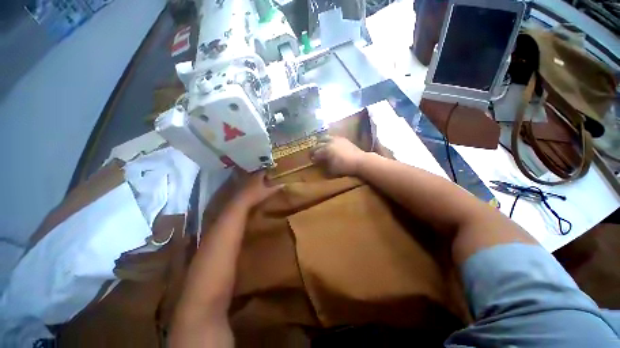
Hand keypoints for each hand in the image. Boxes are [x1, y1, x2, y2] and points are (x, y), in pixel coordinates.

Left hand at [234, 171, 283, 208]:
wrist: (238, 202)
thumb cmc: (255, 196)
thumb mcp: (267, 193)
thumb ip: (275, 188)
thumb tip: (284, 184)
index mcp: (257, 175)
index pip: (263, 170)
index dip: (266, 172)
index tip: (268, 176)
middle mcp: (248, 173)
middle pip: (252, 169)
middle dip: (255, 170)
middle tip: (258, 175)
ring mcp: (239, 177)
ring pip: (243, 171)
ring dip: (246, 172)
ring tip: (248, 177)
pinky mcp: (231, 182)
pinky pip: (234, 177)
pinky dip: (237, 178)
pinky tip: (239, 183)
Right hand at [311, 136, 365, 175]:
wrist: (360, 161)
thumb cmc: (345, 167)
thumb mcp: (332, 169)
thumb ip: (324, 165)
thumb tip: (320, 163)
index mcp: (326, 150)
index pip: (315, 153)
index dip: (312, 157)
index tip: (311, 160)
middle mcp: (329, 142)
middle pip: (318, 144)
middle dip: (314, 149)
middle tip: (312, 154)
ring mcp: (336, 139)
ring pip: (324, 138)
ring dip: (320, 142)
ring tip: (319, 146)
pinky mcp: (342, 138)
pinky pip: (332, 137)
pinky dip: (328, 140)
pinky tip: (329, 143)